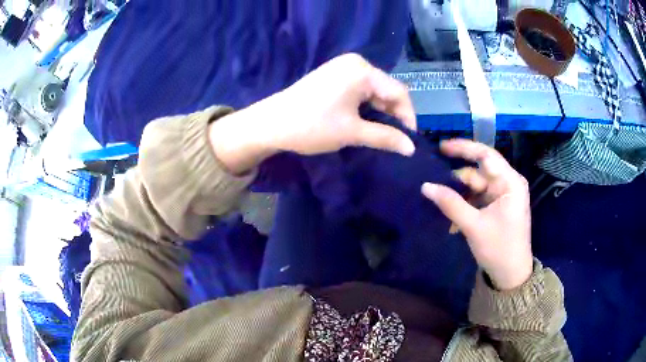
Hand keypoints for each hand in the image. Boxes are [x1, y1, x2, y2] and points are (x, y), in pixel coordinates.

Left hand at [209, 53, 416, 173]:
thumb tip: (411, 148)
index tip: (409, 141)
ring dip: (380, 112)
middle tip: (396, 140)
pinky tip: (366, 122)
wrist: (271, 124)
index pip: (399, 92)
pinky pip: (360, 90)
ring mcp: (343, 67)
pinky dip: (366, 106)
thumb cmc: (312, 126)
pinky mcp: (333, 76)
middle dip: (393, 115)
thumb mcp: (352, 132)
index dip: (408, 117)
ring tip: (382, 134)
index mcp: (362, 70)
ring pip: (374, 91)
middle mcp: (355, 63)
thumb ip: (385, 137)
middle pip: (386, 90)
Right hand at [421, 139, 532, 289]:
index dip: (463, 148)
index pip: (486, 155)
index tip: (440, 147)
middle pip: (478, 172)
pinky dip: (464, 207)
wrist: (510, 275)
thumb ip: (450, 204)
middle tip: (434, 187)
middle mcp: (507, 183)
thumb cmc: (499, 248)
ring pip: (475, 187)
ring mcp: (502, 196)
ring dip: (459, 198)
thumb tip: (425, 186)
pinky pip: (477, 199)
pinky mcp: (497, 207)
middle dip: (457, 181)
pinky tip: (452, 223)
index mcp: (510, 182)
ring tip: (441, 209)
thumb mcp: (473, 226)